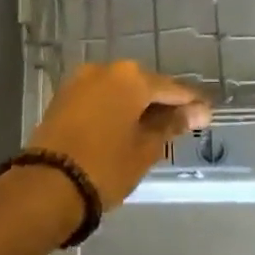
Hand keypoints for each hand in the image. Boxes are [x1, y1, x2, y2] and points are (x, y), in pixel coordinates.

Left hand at [27, 61, 212, 210]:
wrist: (47, 185)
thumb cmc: (106, 166)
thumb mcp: (145, 149)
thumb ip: (170, 125)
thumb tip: (196, 112)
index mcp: (131, 78)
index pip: (172, 88)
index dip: (191, 103)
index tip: (207, 116)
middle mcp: (105, 69)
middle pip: (144, 84)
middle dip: (163, 102)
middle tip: (182, 123)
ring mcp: (80, 81)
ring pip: (120, 90)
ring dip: (137, 105)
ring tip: (154, 128)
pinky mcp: (64, 96)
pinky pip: (101, 97)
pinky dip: (116, 108)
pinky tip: (127, 126)